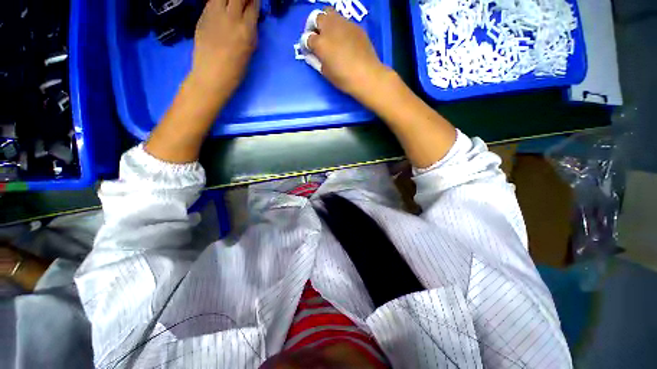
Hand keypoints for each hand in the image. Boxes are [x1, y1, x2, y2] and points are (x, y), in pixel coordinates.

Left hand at [191, 0, 258, 99]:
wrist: (211, 75)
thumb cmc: (235, 69)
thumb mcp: (249, 51)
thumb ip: (251, 32)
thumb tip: (251, 18)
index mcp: (246, 30)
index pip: (253, 6)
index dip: (255, 2)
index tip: (255, 2)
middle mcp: (231, 17)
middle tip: (245, 3)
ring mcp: (214, 14)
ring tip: (231, 6)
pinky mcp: (202, 15)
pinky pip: (212, 2)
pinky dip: (218, 2)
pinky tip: (221, 8)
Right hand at [307, 8, 391, 101]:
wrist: (367, 75)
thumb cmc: (344, 79)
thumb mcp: (326, 73)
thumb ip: (316, 61)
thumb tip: (312, 55)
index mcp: (321, 43)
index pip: (307, 38)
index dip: (306, 45)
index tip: (309, 50)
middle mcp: (330, 28)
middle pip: (316, 17)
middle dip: (313, 26)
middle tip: (317, 36)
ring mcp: (344, 24)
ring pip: (329, 13)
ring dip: (326, 22)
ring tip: (330, 34)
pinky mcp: (355, 26)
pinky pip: (343, 21)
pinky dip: (339, 27)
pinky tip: (343, 39)